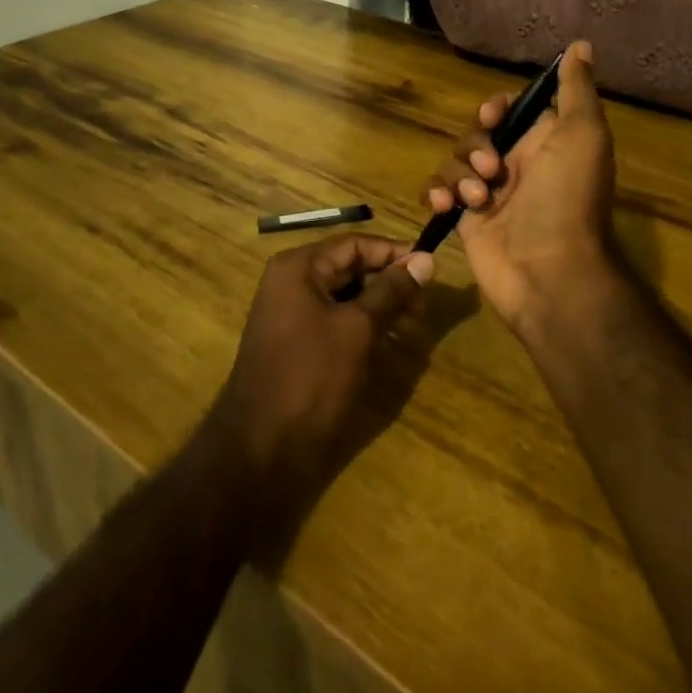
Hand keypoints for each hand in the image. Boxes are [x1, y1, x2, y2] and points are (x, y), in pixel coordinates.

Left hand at [204, 234, 432, 536]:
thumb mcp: (358, 329)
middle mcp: (292, 282)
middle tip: (424, 306)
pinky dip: (363, 327)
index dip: (394, 253)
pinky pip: (336, 320)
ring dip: (380, 307)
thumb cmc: (311, 377)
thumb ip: (392, 291)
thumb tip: (425, 260)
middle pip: (350, 268)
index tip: (431, 268)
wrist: (260, 449)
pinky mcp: (297, 343)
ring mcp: (291, 314)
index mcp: (299, 267)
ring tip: (413, 327)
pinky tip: (389, 343)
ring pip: (346, 296)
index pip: (355, 244)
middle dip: (389, 283)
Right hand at [422, 40, 619, 336]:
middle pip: (477, 132)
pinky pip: (439, 191)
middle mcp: (517, 164)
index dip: (496, 108)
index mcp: (545, 143)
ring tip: (479, 199)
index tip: (493, 116)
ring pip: (455, 161)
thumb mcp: (583, 135)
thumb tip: (581, 44)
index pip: (511, 110)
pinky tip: (447, 206)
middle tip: (491, 167)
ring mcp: (488, 193)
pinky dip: (438, 193)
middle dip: (475, 144)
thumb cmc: (567, 199)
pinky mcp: (465, 219)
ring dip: (460, 174)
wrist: (548, 273)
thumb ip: (576, 90)